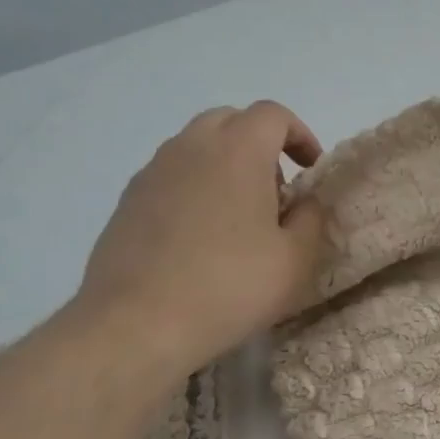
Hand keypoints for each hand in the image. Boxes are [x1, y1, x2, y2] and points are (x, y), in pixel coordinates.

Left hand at [75, 101, 327, 368]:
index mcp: (237, 151)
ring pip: (197, 146)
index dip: (300, 135)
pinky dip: (194, 187)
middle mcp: (191, 147)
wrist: (136, 324)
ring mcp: (153, 172)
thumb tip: (305, 201)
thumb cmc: (229, 287)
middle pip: (231, 121)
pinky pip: (171, 176)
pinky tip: (199, 238)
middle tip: (276, 192)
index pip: (273, 115)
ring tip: (238, 217)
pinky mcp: (128, 200)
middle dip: (260, 145)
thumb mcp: (295, 260)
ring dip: (225, 165)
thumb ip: (311, 219)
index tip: (311, 169)